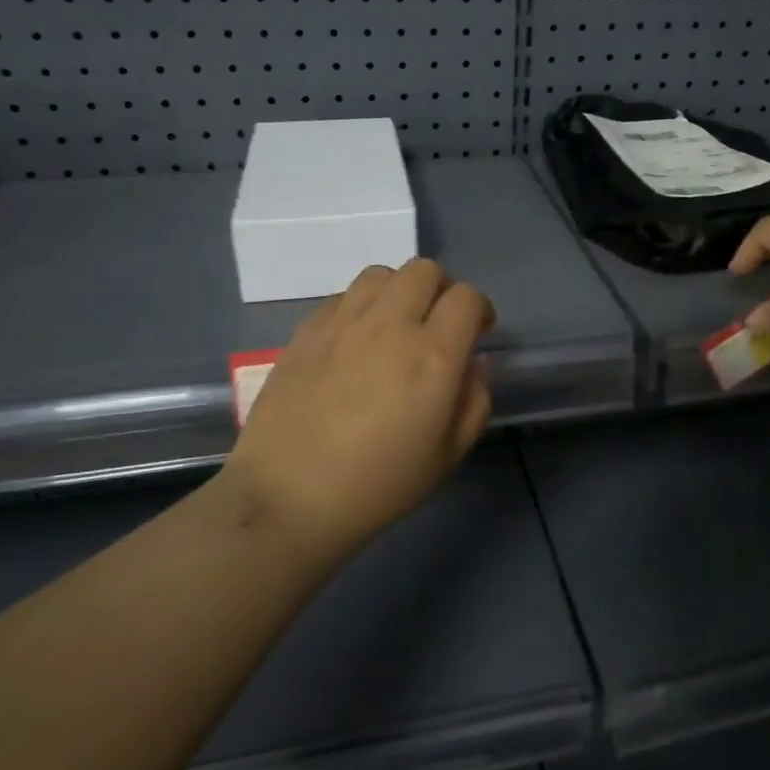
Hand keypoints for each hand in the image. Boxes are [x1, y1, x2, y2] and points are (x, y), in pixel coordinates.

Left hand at [226, 259, 496, 562]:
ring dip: (399, 291)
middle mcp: (390, 325)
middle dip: (442, 289)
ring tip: (394, 324)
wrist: (288, 498)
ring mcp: (343, 323)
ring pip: (381, 274)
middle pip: (424, 270)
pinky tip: (354, 340)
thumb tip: (473, 364)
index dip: (480, 309)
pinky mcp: (306, 331)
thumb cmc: (378, 486)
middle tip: (437, 324)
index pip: (467, 297)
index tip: (478, 332)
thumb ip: (474, 401)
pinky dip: (360, 307)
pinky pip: (342, 297)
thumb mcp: (448, 455)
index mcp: (433, 355)